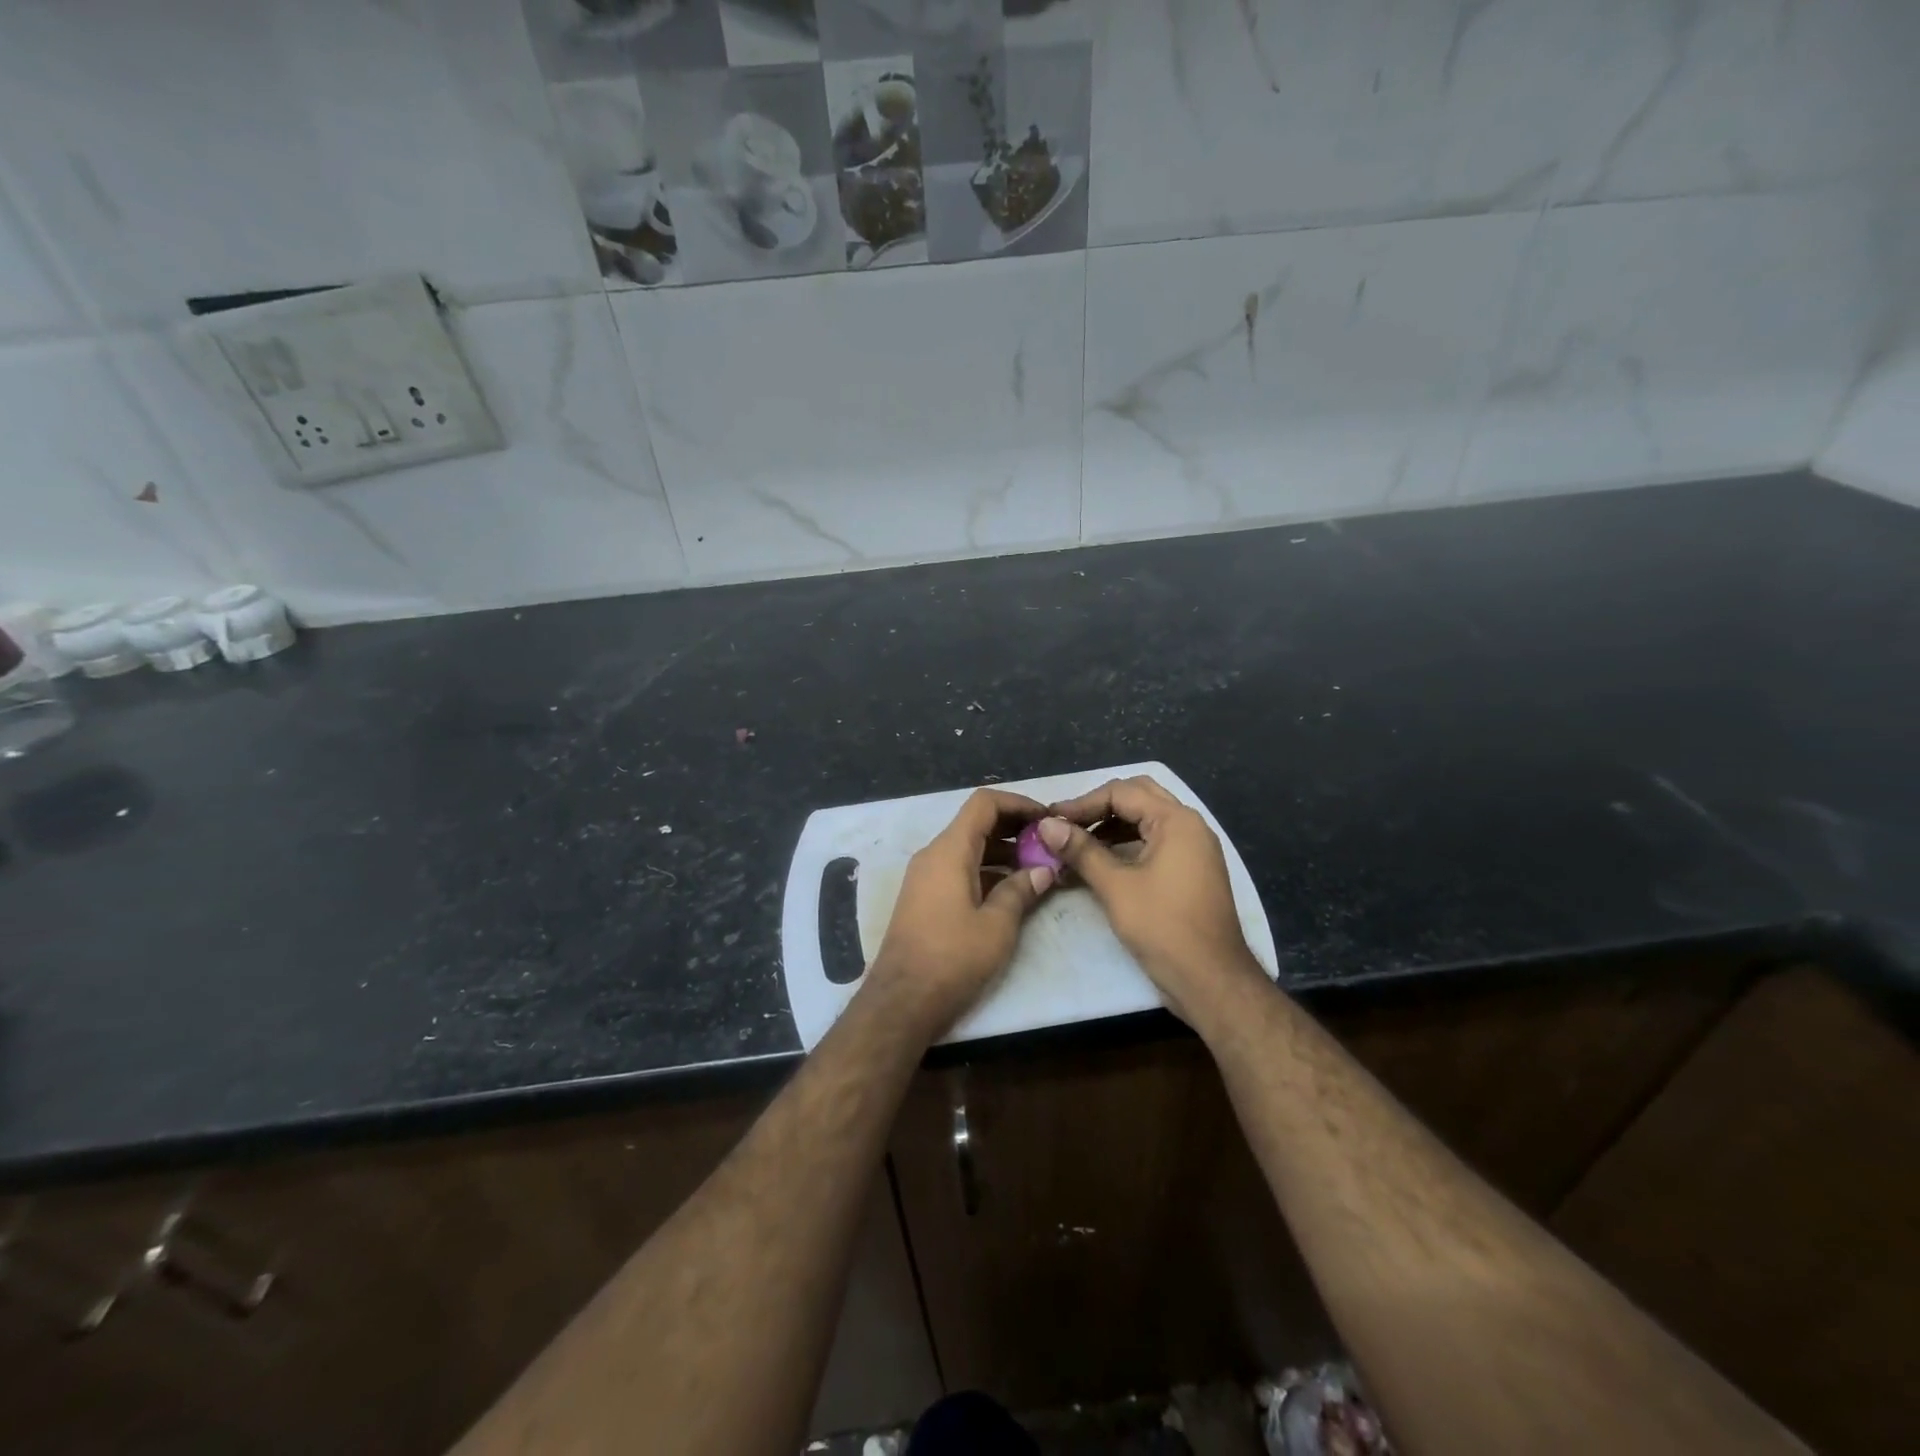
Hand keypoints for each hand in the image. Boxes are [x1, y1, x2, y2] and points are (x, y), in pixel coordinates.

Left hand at [866, 788, 1055, 1039]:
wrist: (901, 1001)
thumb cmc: (952, 959)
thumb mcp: (997, 926)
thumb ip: (1021, 891)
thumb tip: (1043, 870)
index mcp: (949, 851)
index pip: (984, 803)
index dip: (1018, 803)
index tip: (1047, 819)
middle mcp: (933, 855)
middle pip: (976, 823)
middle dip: (1014, 828)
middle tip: (1049, 845)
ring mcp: (925, 876)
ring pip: (968, 847)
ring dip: (1002, 851)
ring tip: (1038, 868)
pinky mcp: (924, 898)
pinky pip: (958, 868)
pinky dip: (986, 870)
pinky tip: (1011, 890)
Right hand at [1038, 776, 1262, 1023]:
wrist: (1212, 980)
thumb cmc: (1163, 928)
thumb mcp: (1116, 886)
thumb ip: (1081, 850)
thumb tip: (1045, 824)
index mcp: (1176, 821)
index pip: (1122, 792)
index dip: (1082, 803)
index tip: (1050, 820)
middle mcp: (1189, 826)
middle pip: (1138, 797)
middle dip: (1098, 807)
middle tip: (1066, 824)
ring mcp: (1194, 848)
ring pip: (1146, 819)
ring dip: (1111, 825)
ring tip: (1076, 842)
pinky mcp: (1191, 870)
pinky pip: (1155, 841)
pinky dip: (1126, 843)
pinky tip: (1101, 860)